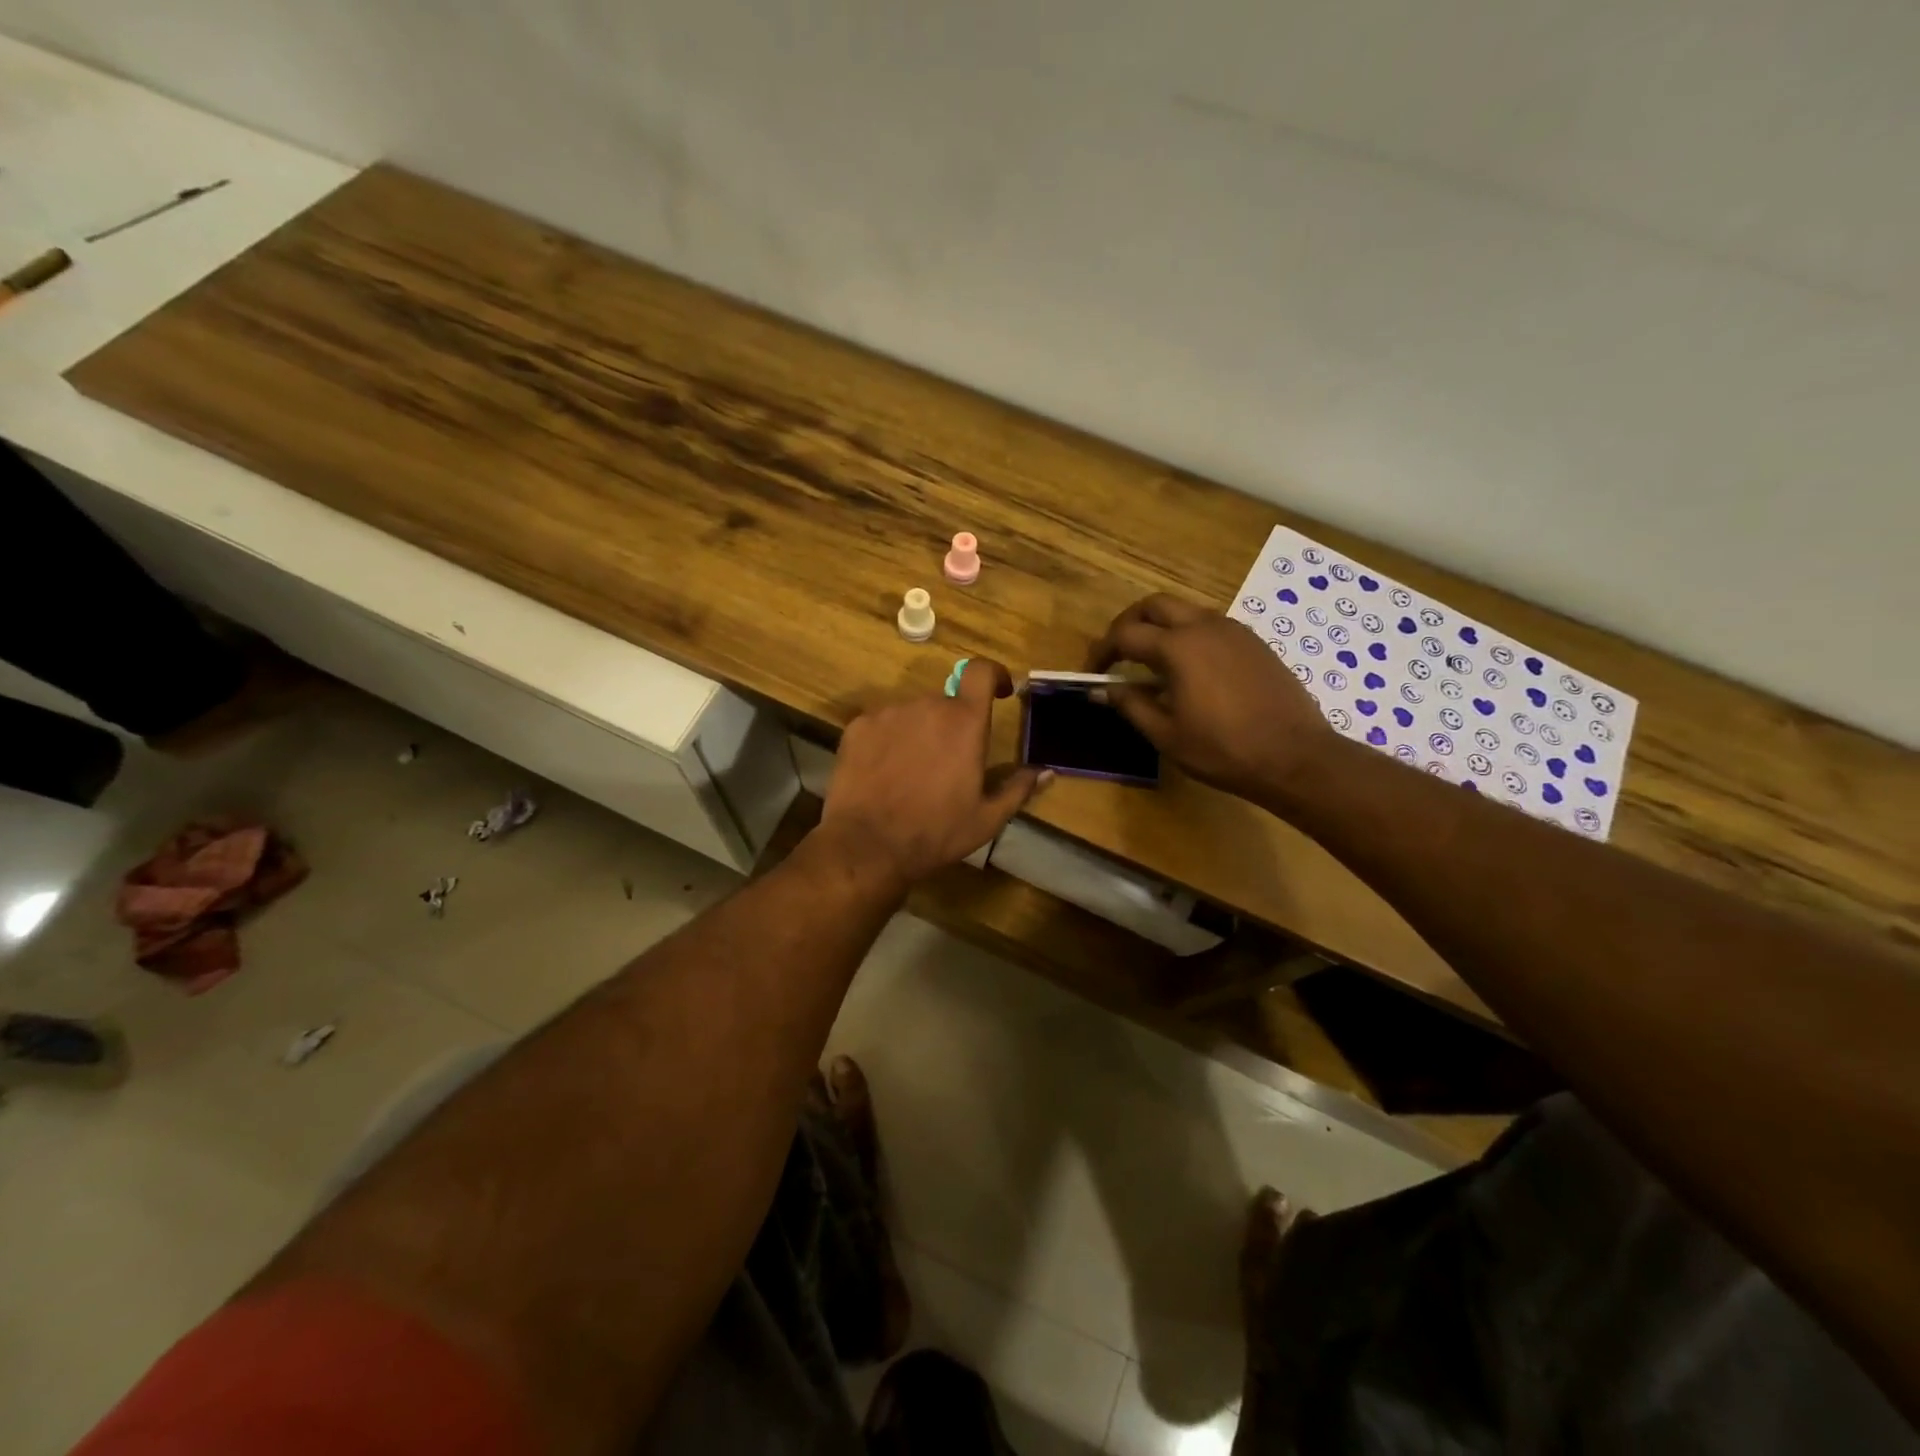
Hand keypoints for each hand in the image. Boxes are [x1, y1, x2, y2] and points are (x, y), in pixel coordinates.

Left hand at [818, 659, 1047, 891]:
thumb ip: (1018, 789)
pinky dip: (887, 741)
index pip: (981, 672)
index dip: (993, 674)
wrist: (868, 845)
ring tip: (912, 774)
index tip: (999, 691)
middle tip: (948, 764)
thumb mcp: (987, 819)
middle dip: (952, 725)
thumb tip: (1046, 772)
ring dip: (919, 733)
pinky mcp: (858, 726)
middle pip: (946, 702)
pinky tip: (883, 774)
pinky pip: (881, 724)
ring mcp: (888, 713)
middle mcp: (927, 706)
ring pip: (912, 714)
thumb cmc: (936, 832)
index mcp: (964, 722)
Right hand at [1086, 594, 1335, 800]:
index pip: (1125, 634)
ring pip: (1185, 610)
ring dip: (1160, 627)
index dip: (1102, 651)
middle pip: (1154, 605)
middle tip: (1118, 653)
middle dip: (1129, 623)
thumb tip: (1100, 690)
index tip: (1093, 673)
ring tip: (1151, 663)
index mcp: (1178, 647)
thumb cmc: (1223, 750)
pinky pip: (1210, 625)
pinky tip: (1190, 670)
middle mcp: (1204, 626)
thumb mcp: (1166, 734)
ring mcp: (1234, 630)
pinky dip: (1188, 635)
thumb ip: (1130, 705)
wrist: (1295, 757)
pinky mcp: (1254, 642)